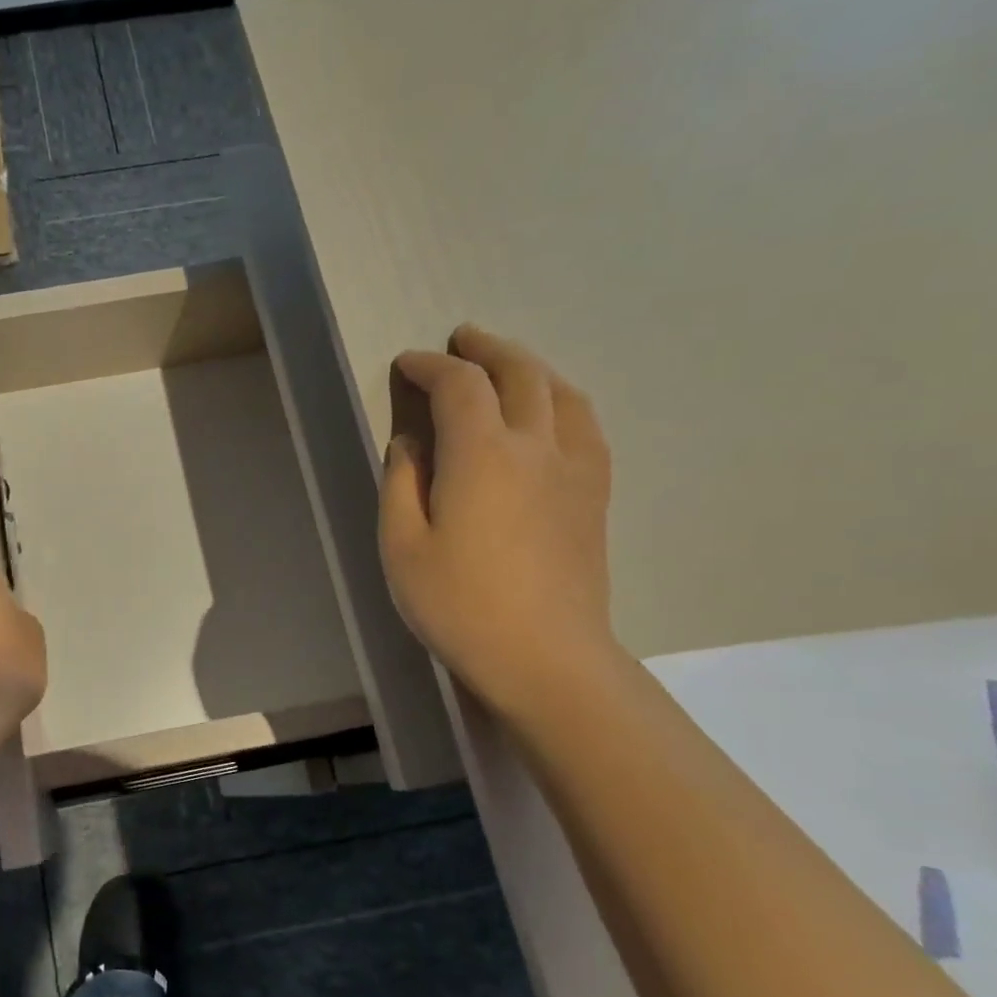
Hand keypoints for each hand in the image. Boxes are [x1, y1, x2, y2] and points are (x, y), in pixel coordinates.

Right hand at [379, 325, 617, 719]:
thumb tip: (410, 443)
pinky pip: (585, 425)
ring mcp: (575, 468)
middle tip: (461, 340)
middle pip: (519, 373)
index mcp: (482, 454)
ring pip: (560, 392)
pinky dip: (562, 401)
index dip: (430, 365)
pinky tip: (552, 412)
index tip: (406, 364)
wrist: (546, 656)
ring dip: (529, 367)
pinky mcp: (595, 495)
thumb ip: (401, 484)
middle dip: (486, 349)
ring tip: (506, 365)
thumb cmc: (459, 604)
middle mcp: (535, 446)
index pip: (459, 385)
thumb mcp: (402, 547)